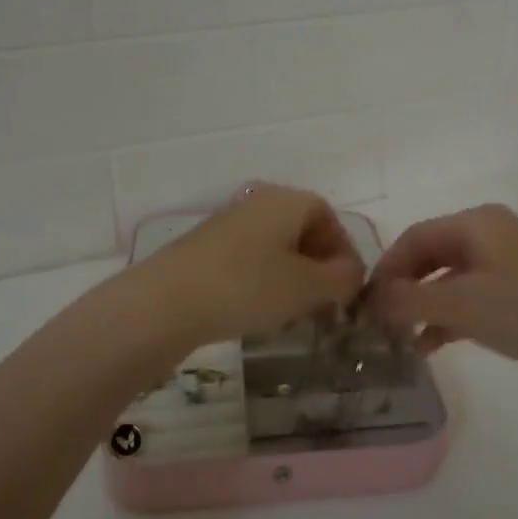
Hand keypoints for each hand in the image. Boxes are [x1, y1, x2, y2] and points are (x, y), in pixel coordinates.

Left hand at [146, 184, 365, 344]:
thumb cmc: (247, 287)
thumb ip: (342, 278)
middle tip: (324, 308)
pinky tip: (259, 315)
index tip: (347, 289)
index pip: (329, 217)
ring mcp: (227, 226)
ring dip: (292, 282)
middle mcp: (257, 204)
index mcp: (286, 201)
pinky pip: (248, 263)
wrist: (166, 302)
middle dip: (318, 270)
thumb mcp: (307, 287)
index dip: (344, 252)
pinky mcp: (204, 252)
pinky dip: (263, 285)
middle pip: (301, 233)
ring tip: (293, 317)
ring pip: (275, 251)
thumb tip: (352, 274)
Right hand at [367, 203, 517, 409]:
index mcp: (476, 223)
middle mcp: (490, 238)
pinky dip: (446, 321)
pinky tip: (428, 348)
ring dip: (421, 308)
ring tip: (397, 341)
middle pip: (429, 258)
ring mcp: (508, 269)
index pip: (414, 238)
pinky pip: (470, 304)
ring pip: (449, 283)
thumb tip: (370, 302)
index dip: (385, 269)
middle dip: (402, 289)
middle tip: (377, 324)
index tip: (362, 305)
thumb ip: (408, 300)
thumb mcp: (459, 302)